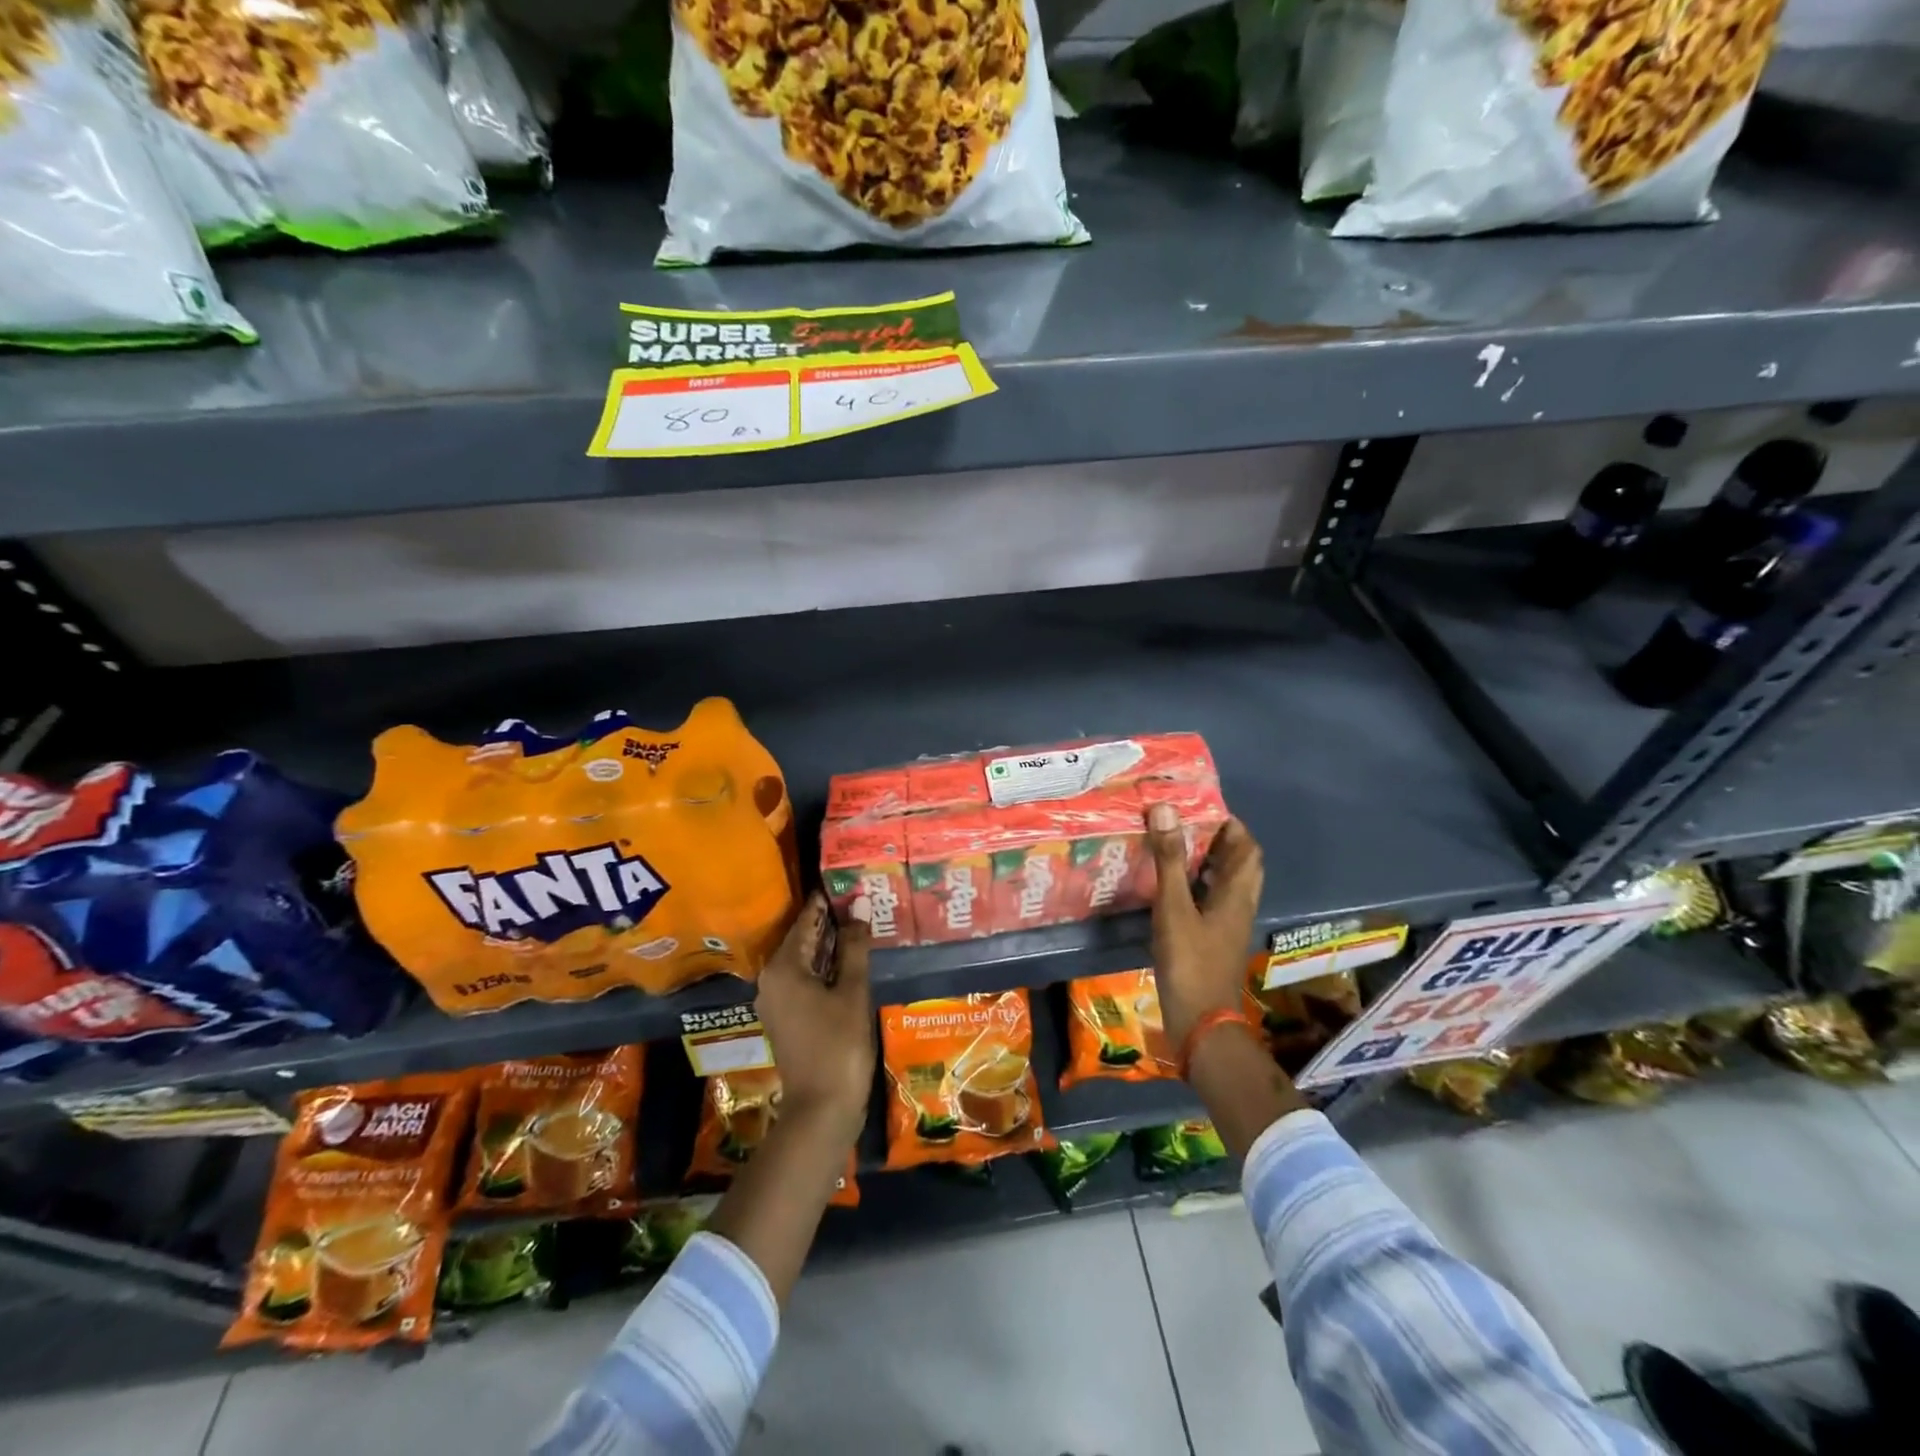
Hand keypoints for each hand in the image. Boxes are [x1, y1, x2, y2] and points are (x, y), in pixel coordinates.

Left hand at [754, 893, 874, 1134]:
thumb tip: (858, 910)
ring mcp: (775, 1001)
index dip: (828, 903)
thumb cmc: (839, 1045)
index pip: (806, 922)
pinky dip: (824, 969)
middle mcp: (771, 979)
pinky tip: (849, 963)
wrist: (822, 1109)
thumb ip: (854, 948)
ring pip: (804, 961)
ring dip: (830, 947)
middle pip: (802, 940)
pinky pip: (804, 980)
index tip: (848, 883)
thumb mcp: (851, 991)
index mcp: (783, 968)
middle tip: (861, 902)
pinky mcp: (785, 1018)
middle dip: (831, 923)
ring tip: (860, 927)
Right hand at [1146, 804, 1263, 1051]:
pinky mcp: (1212, 940)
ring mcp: (1226, 925)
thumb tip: (1165, 809)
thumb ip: (1170, 859)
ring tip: (1172, 844)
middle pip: (1239, 864)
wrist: (1200, 1022)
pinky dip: (1194, 885)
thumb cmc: (1190, 962)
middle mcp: (1238, 906)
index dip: (1230, 824)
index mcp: (1237, 894)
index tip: (1200, 806)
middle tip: (1183, 823)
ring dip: (1206, 862)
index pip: (1247, 848)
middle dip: (1217, 840)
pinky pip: (1209, 901)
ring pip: (1224, 883)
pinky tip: (1167, 885)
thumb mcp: (1174, 907)